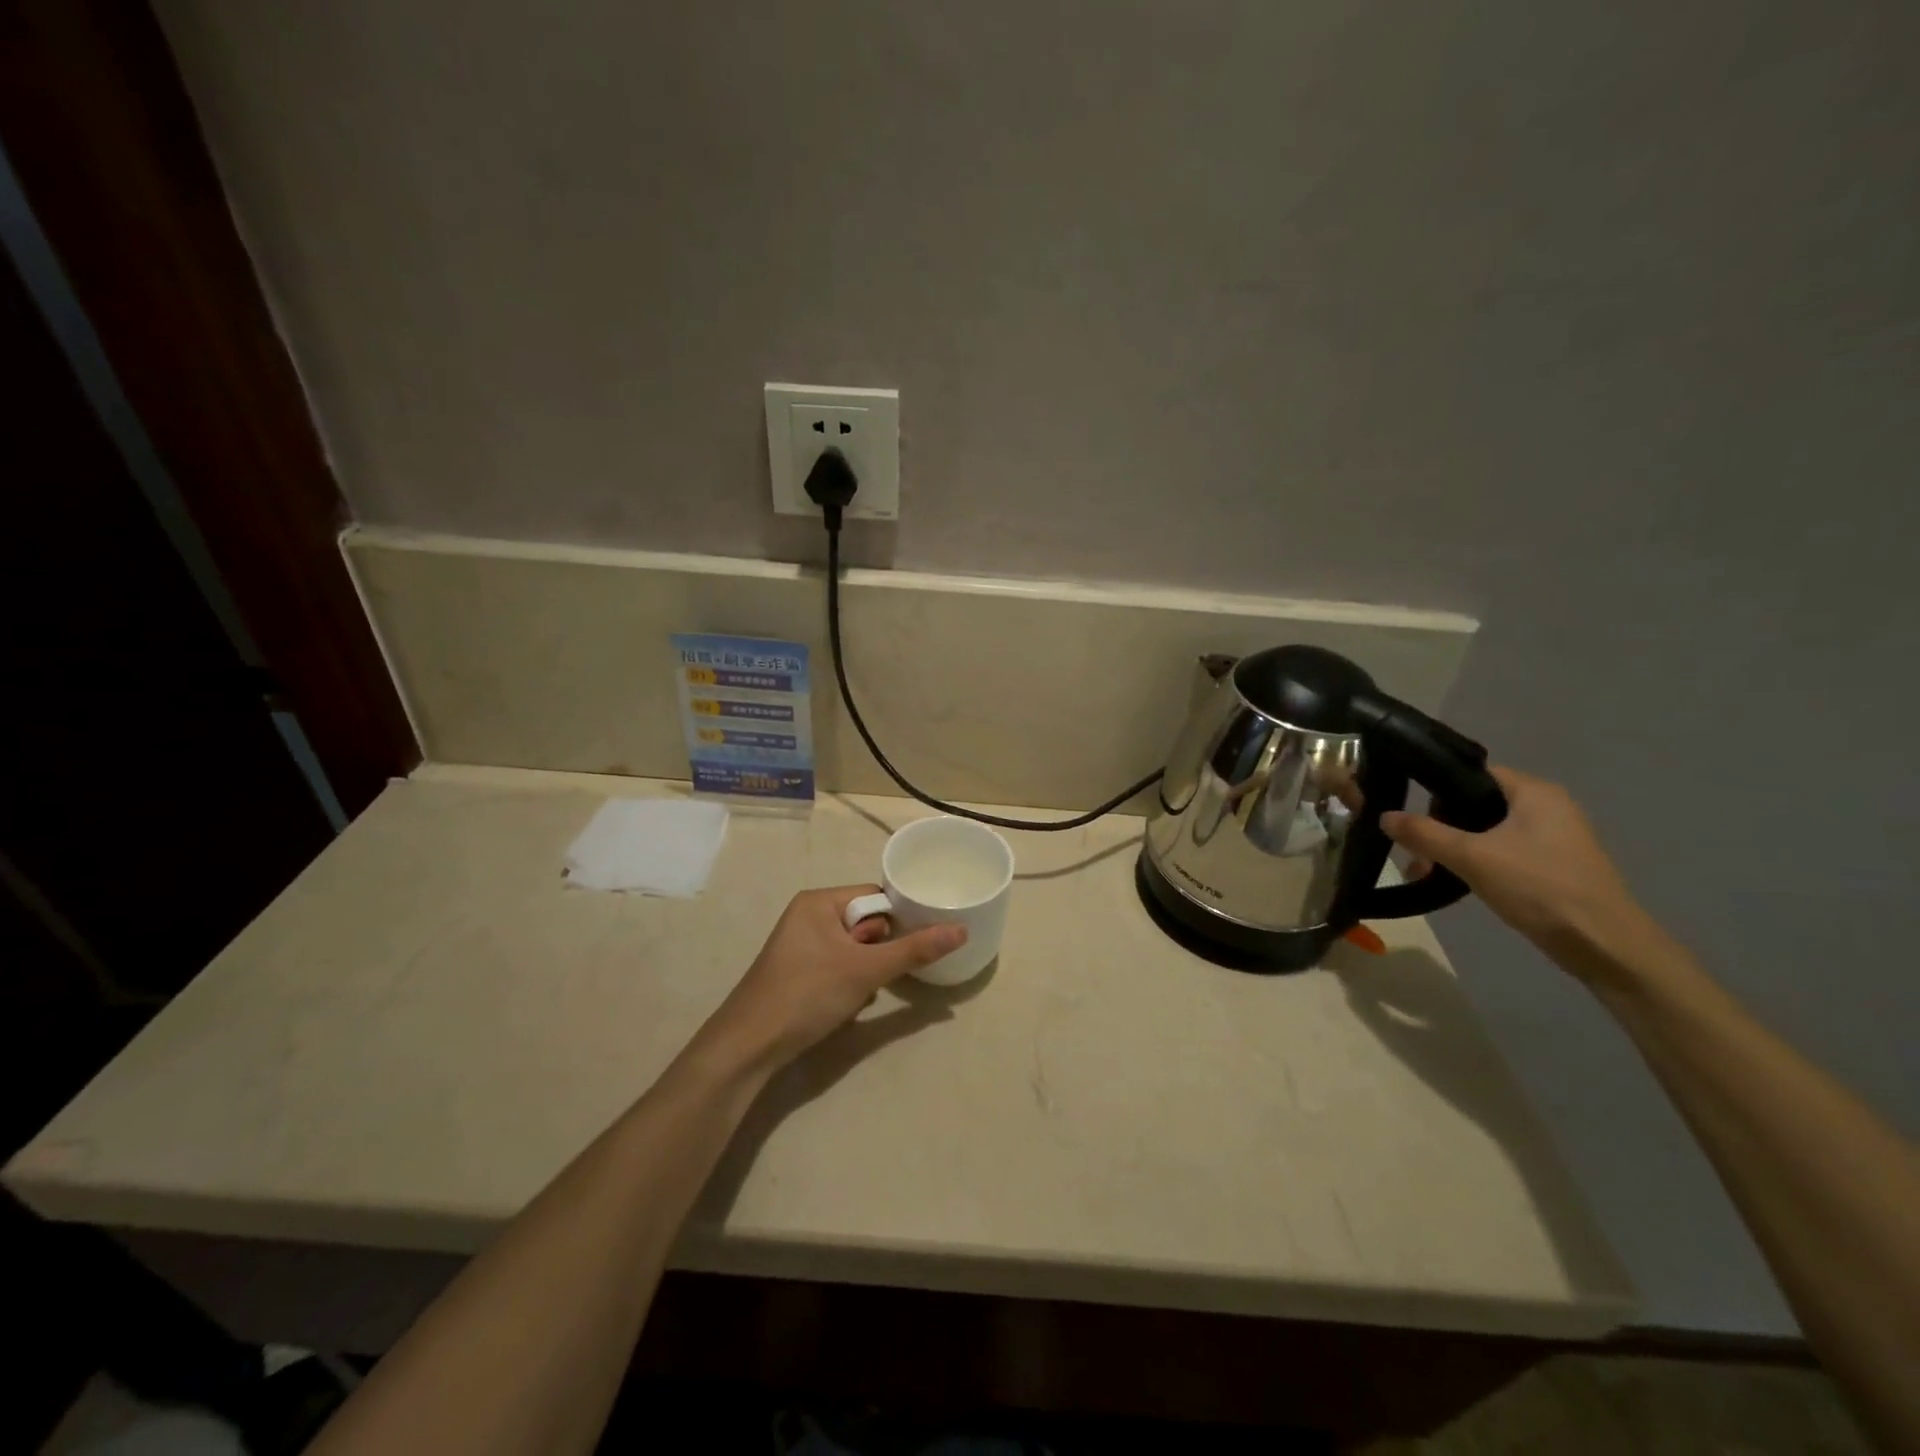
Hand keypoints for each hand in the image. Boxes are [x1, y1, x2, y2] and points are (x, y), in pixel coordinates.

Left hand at [700, 886, 965, 1072]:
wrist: (749, 1046)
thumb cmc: (807, 994)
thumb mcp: (866, 970)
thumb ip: (914, 950)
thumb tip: (961, 930)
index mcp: (819, 901)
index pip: (874, 896)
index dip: (897, 920)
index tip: (914, 944)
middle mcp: (808, 916)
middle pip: (866, 924)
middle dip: (879, 952)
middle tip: (878, 975)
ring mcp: (800, 946)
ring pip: (854, 950)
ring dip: (866, 972)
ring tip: (861, 994)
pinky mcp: (798, 972)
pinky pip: (838, 967)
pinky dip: (848, 985)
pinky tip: (846, 1006)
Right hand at [1381, 766, 1655, 972]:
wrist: (1604, 946)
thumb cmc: (1539, 888)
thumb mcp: (1472, 857)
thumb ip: (1424, 834)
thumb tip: (1384, 815)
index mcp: (1535, 792)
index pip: (1473, 773)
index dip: (1437, 789)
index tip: (1411, 814)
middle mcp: (1548, 807)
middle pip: (1477, 804)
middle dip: (1441, 827)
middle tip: (1417, 853)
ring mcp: (1554, 838)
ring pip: (1487, 831)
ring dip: (1455, 849)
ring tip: (1428, 872)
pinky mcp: (1554, 865)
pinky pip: (1503, 852)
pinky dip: (1478, 863)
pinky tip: (1459, 882)